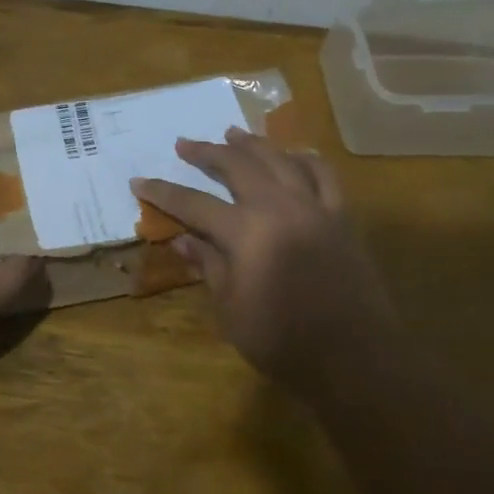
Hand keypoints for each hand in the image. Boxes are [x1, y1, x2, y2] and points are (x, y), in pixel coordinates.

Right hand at [132, 128, 395, 390]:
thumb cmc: (283, 342)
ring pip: (281, 160)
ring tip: (232, 133)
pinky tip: (294, 154)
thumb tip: (182, 239)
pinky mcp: (342, 218)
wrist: (354, 360)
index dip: (164, 192)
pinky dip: (305, 159)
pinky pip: (325, 176)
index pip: (194, 204)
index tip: (139, 180)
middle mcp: (281, 209)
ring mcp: (316, 208)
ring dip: (252, 144)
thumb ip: (209, 266)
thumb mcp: (231, 310)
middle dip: (207, 152)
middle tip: (184, 144)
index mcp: (247, 234)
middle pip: (238, 167)